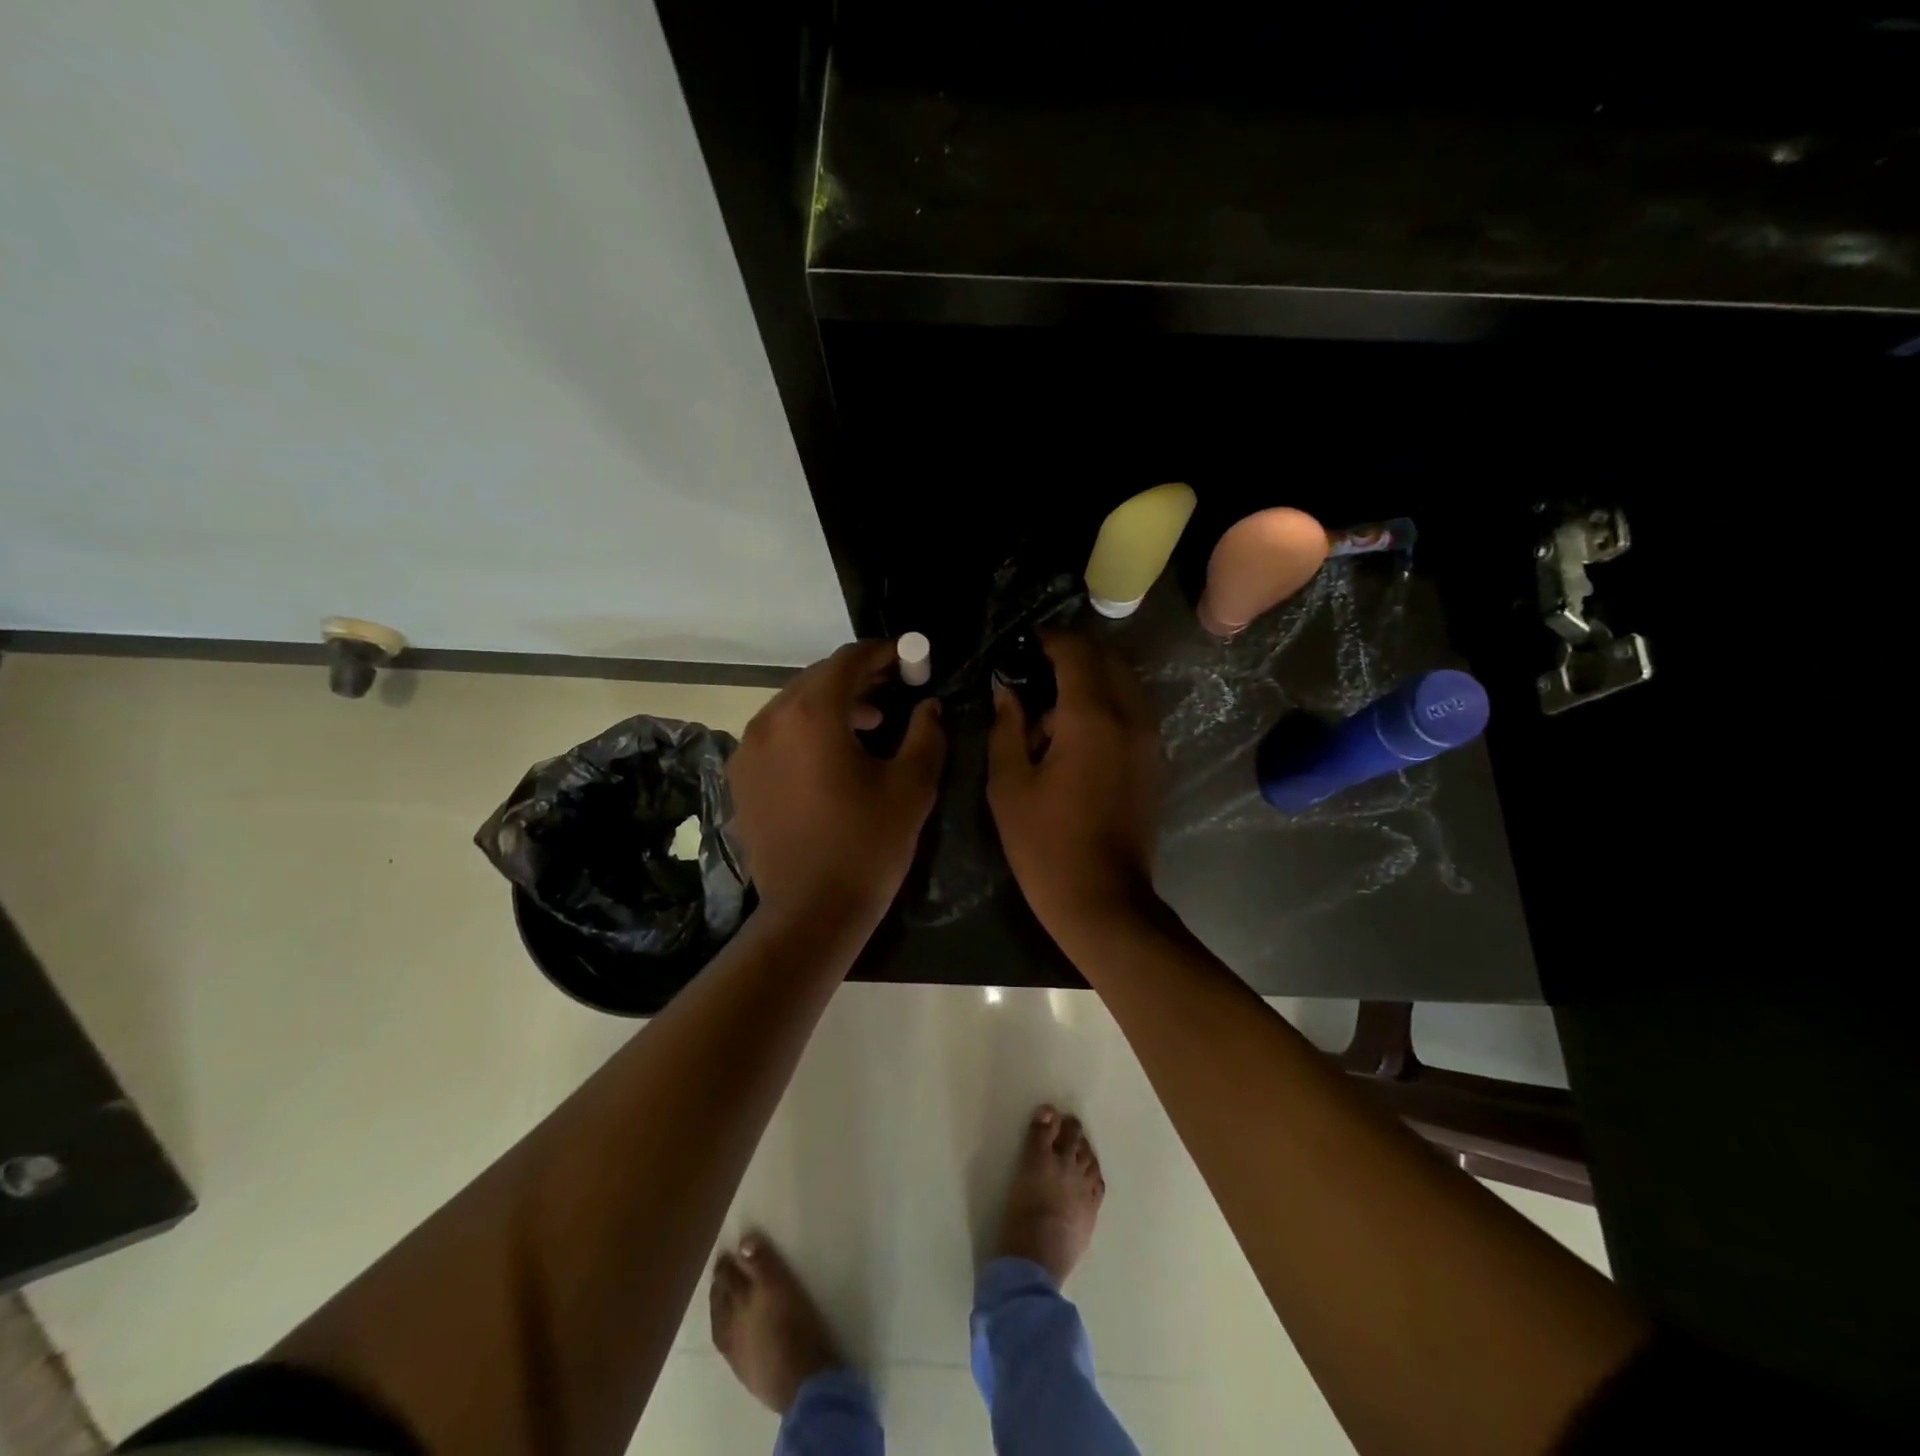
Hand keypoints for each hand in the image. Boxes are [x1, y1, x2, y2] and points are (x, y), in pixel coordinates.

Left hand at [729, 640, 945, 926]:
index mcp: (811, 715)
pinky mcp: (741, 776)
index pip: (847, 661)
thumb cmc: (868, 845)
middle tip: (896, 688)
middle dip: (859, 678)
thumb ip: (925, 733)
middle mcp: (771, 720)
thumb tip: (929, 706)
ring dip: (833, 703)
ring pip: (794, 704)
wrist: (811, 912)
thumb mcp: (912, 787)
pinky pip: (777, 733)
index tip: (909, 657)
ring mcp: (748, 748)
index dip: (882, 653)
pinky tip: (832, 754)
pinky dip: (807, 728)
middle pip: (818, 678)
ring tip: (871, 723)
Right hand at [987, 632, 1164, 940]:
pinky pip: (1132, 709)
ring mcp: (1149, 738)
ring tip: (1051, 708)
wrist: (1102, 898)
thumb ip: (1006, 726)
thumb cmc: (1045, 844)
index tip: (1020, 648)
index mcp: (1091, 718)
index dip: (1046, 641)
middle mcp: (1129, 717)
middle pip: (1105, 659)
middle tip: (1032, 676)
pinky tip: (1075, 733)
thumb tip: (1005, 688)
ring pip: (1123, 682)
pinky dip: (1106, 703)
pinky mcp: (1154, 759)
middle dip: (1069, 656)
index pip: (1075, 652)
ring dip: (1090, 680)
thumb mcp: (1008, 784)